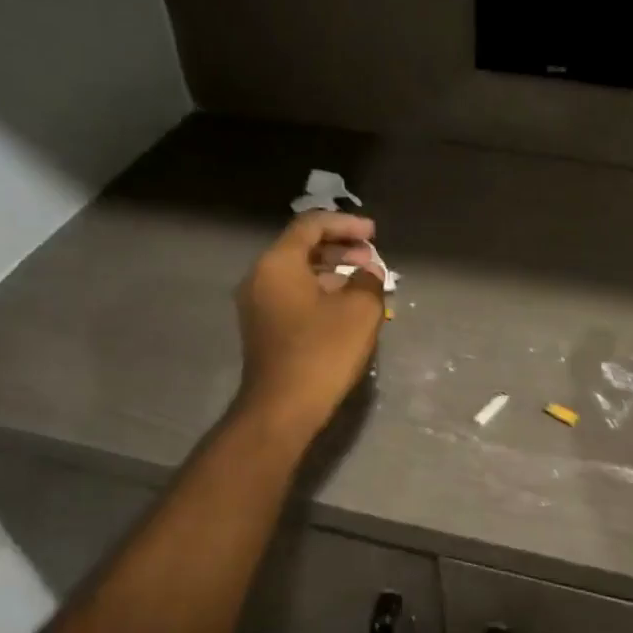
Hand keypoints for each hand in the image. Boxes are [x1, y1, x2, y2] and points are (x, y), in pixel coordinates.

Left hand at [232, 211, 386, 438]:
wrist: (282, 408)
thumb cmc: (322, 352)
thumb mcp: (359, 311)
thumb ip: (369, 281)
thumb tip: (369, 273)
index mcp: (278, 263)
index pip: (311, 225)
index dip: (345, 224)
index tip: (374, 234)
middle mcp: (261, 278)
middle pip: (302, 248)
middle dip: (341, 248)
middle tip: (371, 257)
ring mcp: (258, 305)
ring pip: (299, 273)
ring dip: (333, 272)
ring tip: (365, 282)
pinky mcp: (264, 328)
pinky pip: (294, 295)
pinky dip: (321, 292)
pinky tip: (346, 306)